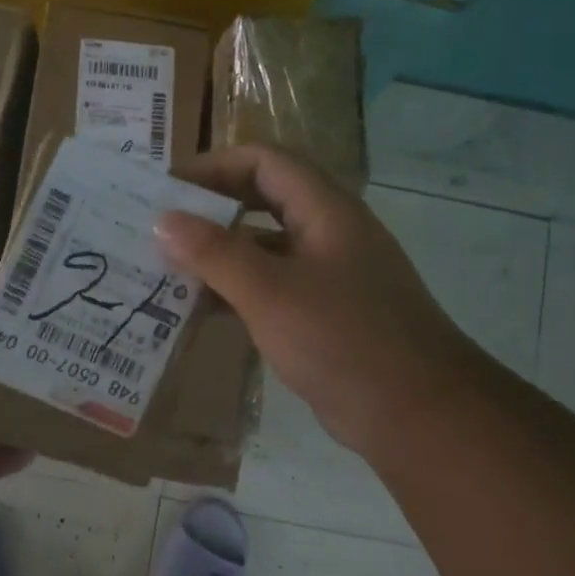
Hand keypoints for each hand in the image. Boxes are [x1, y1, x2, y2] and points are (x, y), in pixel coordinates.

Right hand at [158, 146, 479, 457]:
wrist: (416, 413)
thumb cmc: (343, 340)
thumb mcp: (270, 293)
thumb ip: (215, 253)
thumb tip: (163, 219)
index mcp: (325, 210)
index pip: (263, 162)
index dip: (214, 166)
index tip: (167, 190)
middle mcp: (327, 233)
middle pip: (260, 202)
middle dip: (209, 211)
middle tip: (158, 228)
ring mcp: (326, 275)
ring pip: (262, 250)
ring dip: (217, 256)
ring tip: (163, 269)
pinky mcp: (322, 314)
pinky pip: (269, 289)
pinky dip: (233, 293)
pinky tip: (195, 311)